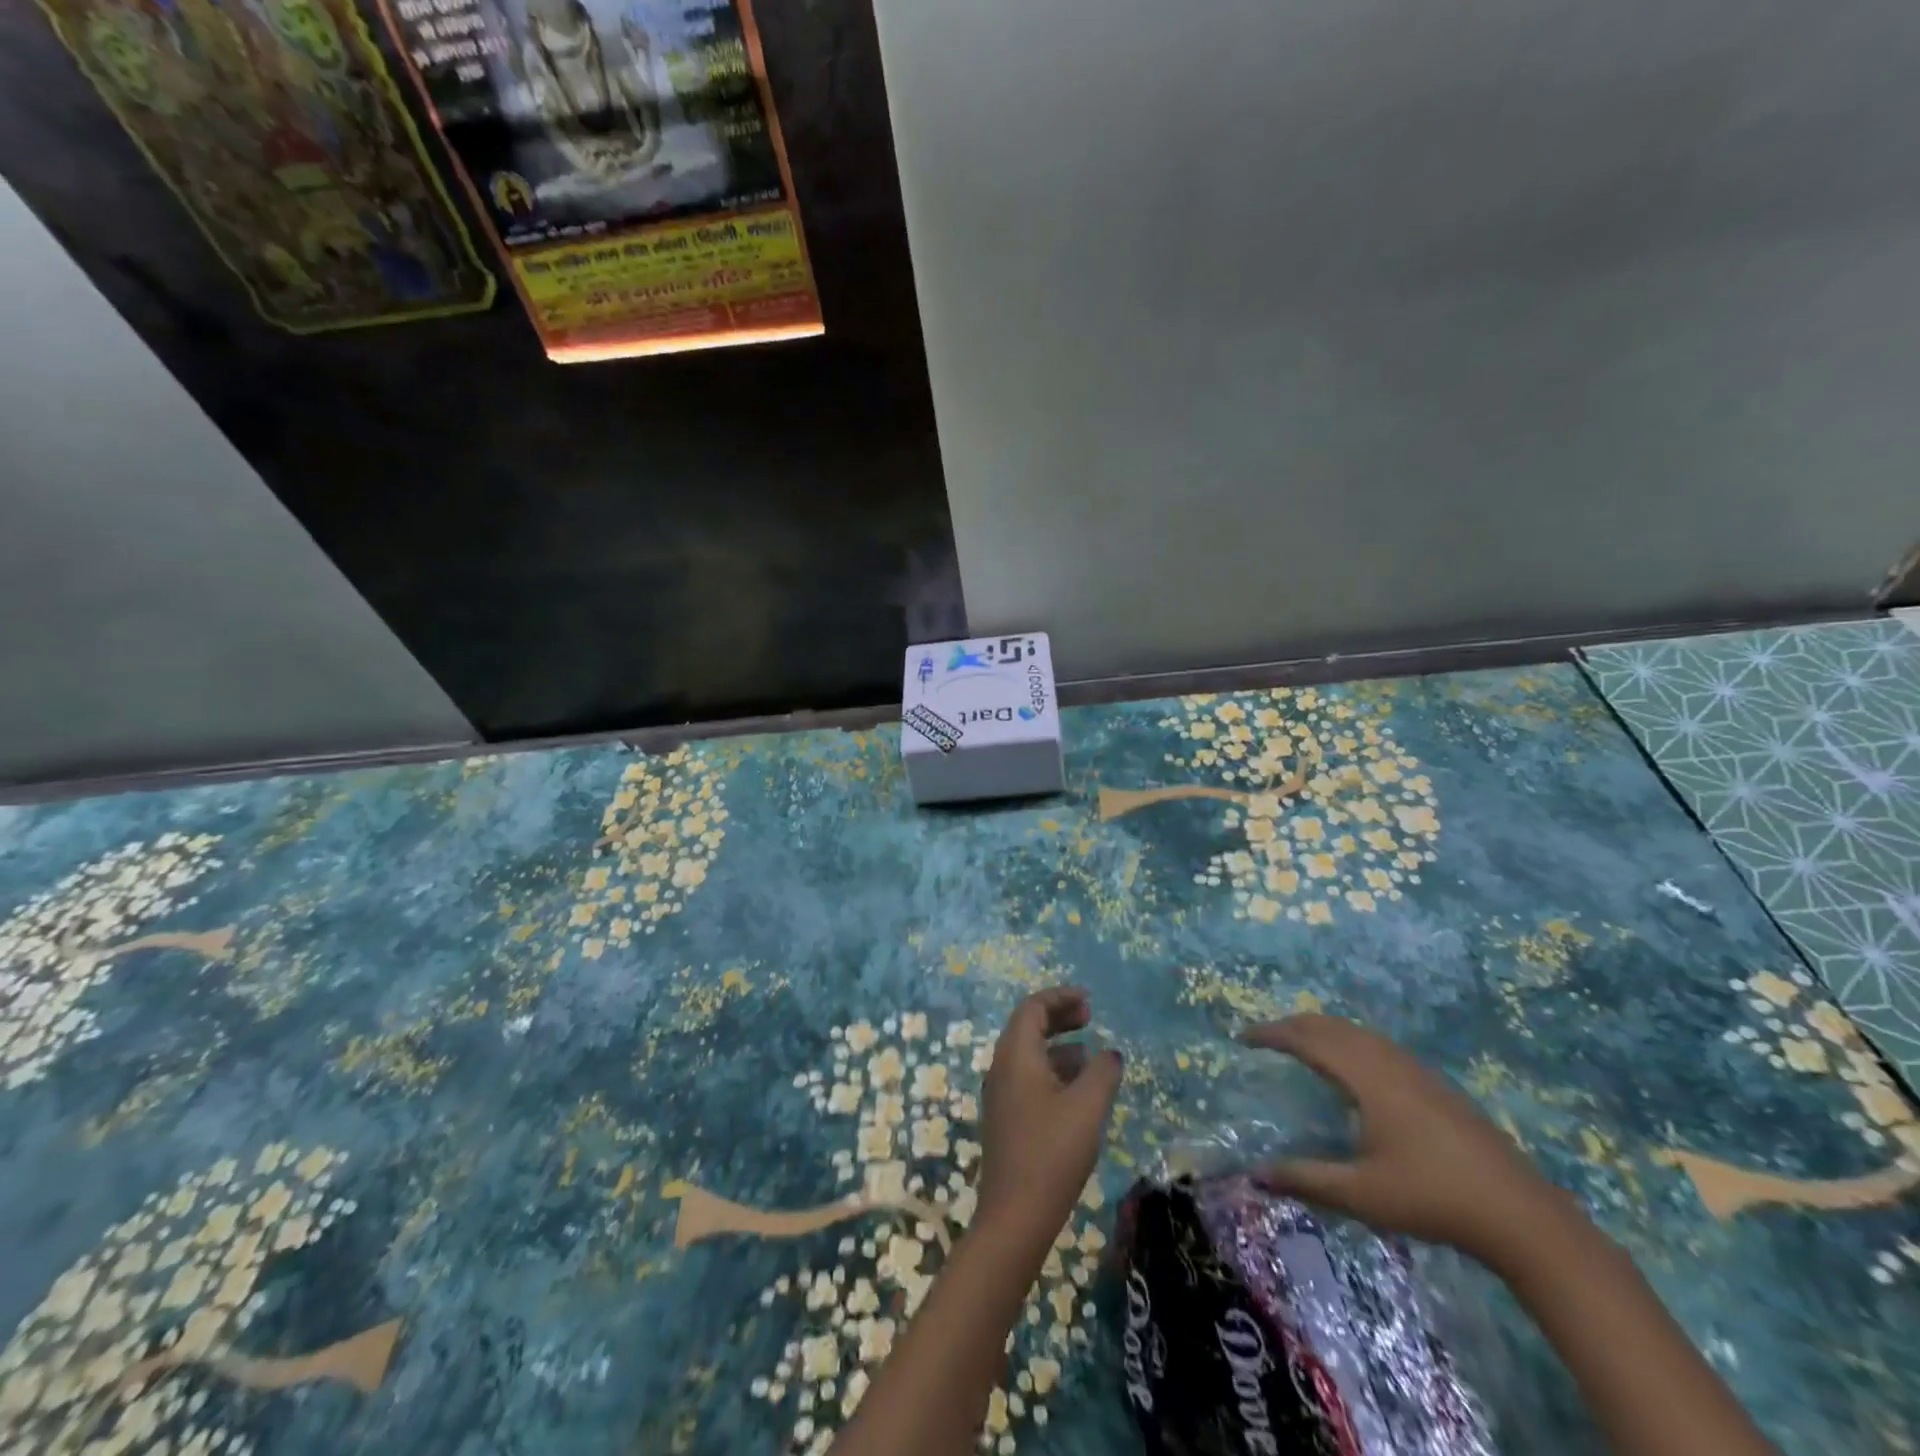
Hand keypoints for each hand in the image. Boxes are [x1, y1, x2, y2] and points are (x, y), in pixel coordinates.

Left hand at [976, 987, 1123, 1247]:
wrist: (1014, 1216)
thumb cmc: (1052, 1153)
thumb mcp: (1087, 1107)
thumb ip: (1102, 1072)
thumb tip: (1110, 1054)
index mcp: (1015, 1055)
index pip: (1033, 1008)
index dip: (1060, 997)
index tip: (1089, 1000)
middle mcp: (1002, 1067)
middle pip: (1027, 1026)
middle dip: (1059, 1017)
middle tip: (1090, 1018)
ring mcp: (1001, 1094)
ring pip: (1028, 1054)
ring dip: (1058, 1046)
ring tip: (1091, 1055)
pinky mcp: (1006, 1119)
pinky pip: (1028, 1077)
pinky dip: (1052, 1070)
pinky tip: (1077, 1092)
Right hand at [1241, 1014, 1568, 1265]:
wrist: (1521, 1216)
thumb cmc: (1432, 1199)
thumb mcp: (1361, 1194)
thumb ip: (1305, 1179)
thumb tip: (1255, 1174)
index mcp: (1366, 1078)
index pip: (1308, 1040)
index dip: (1272, 1035)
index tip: (1243, 1038)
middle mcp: (1388, 1062)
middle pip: (1332, 1026)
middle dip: (1294, 1025)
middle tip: (1265, 1037)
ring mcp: (1416, 1071)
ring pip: (1358, 1032)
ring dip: (1323, 1029)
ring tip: (1300, 1042)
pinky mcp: (1436, 1085)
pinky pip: (1378, 1044)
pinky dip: (1348, 1040)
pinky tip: (1353, 1065)